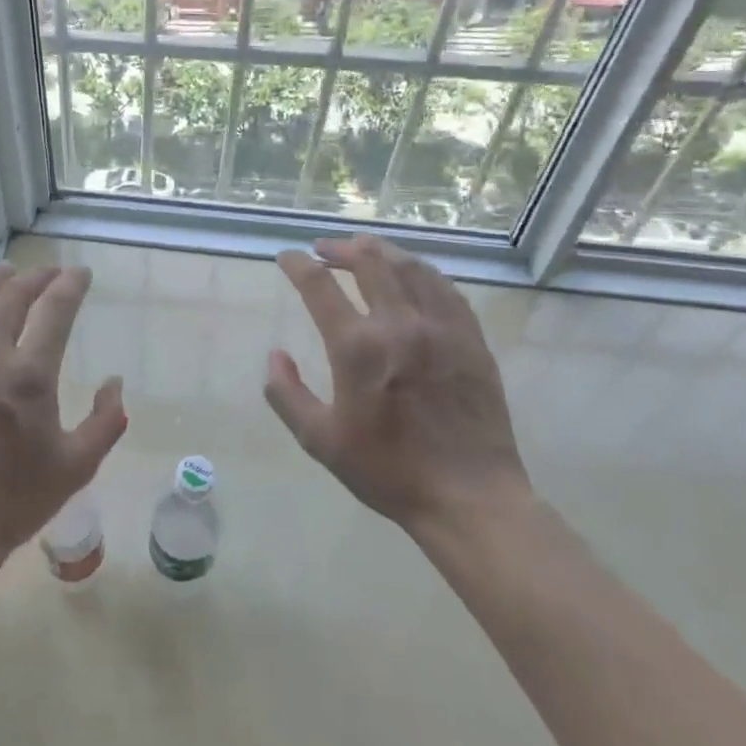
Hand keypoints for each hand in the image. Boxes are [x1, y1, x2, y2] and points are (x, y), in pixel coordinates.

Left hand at [0, 265, 125, 573]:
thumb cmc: (13, 501)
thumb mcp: (76, 467)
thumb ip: (106, 421)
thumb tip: (115, 383)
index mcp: (28, 376)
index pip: (55, 310)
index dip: (70, 285)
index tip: (80, 274)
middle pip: (11, 297)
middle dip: (36, 277)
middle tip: (50, 272)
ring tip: (6, 273)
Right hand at [264, 235, 529, 538]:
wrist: (470, 498)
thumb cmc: (389, 471)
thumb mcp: (320, 441)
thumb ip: (287, 394)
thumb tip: (275, 355)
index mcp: (357, 348)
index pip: (318, 285)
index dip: (297, 265)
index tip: (287, 258)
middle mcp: (398, 324)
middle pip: (367, 261)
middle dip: (340, 248)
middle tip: (324, 249)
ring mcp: (440, 327)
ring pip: (409, 266)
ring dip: (380, 251)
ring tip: (364, 249)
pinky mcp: (470, 338)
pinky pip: (444, 287)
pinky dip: (421, 271)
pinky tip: (412, 274)